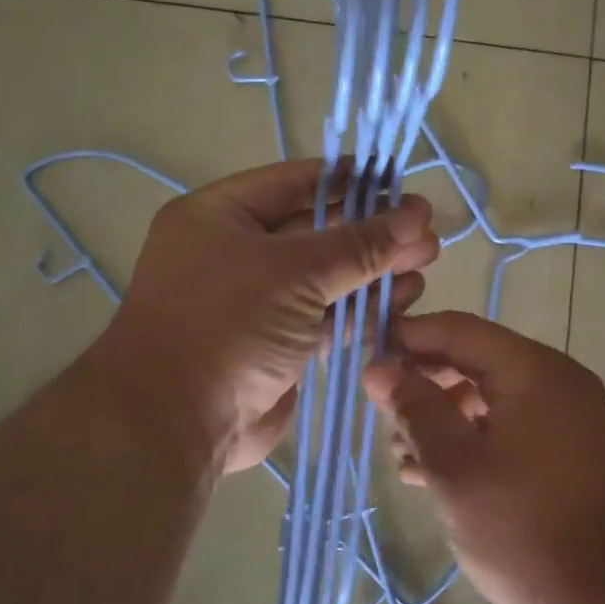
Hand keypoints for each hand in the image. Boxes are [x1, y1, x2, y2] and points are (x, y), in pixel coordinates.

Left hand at [94, 160, 439, 471]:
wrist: (177, 423)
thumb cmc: (227, 324)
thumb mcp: (294, 271)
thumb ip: (359, 243)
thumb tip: (418, 215)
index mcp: (219, 216)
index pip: (295, 181)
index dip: (350, 180)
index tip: (401, 183)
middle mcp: (235, 252)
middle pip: (317, 230)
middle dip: (373, 231)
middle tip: (427, 232)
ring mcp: (256, 302)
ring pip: (327, 277)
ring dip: (375, 271)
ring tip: (425, 264)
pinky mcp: (278, 344)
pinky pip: (326, 317)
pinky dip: (362, 310)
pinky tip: (402, 301)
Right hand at [362, 311, 604, 603]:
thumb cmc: (521, 527)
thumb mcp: (454, 465)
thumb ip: (414, 408)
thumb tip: (378, 368)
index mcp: (534, 370)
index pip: (459, 330)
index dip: (408, 338)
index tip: (365, 357)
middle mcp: (556, 382)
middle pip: (475, 361)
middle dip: (423, 383)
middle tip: (381, 413)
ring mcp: (566, 418)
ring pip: (489, 397)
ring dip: (442, 417)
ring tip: (401, 454)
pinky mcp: (566, 452)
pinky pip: (509, 426)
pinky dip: (471, 439)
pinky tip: (431, 472)